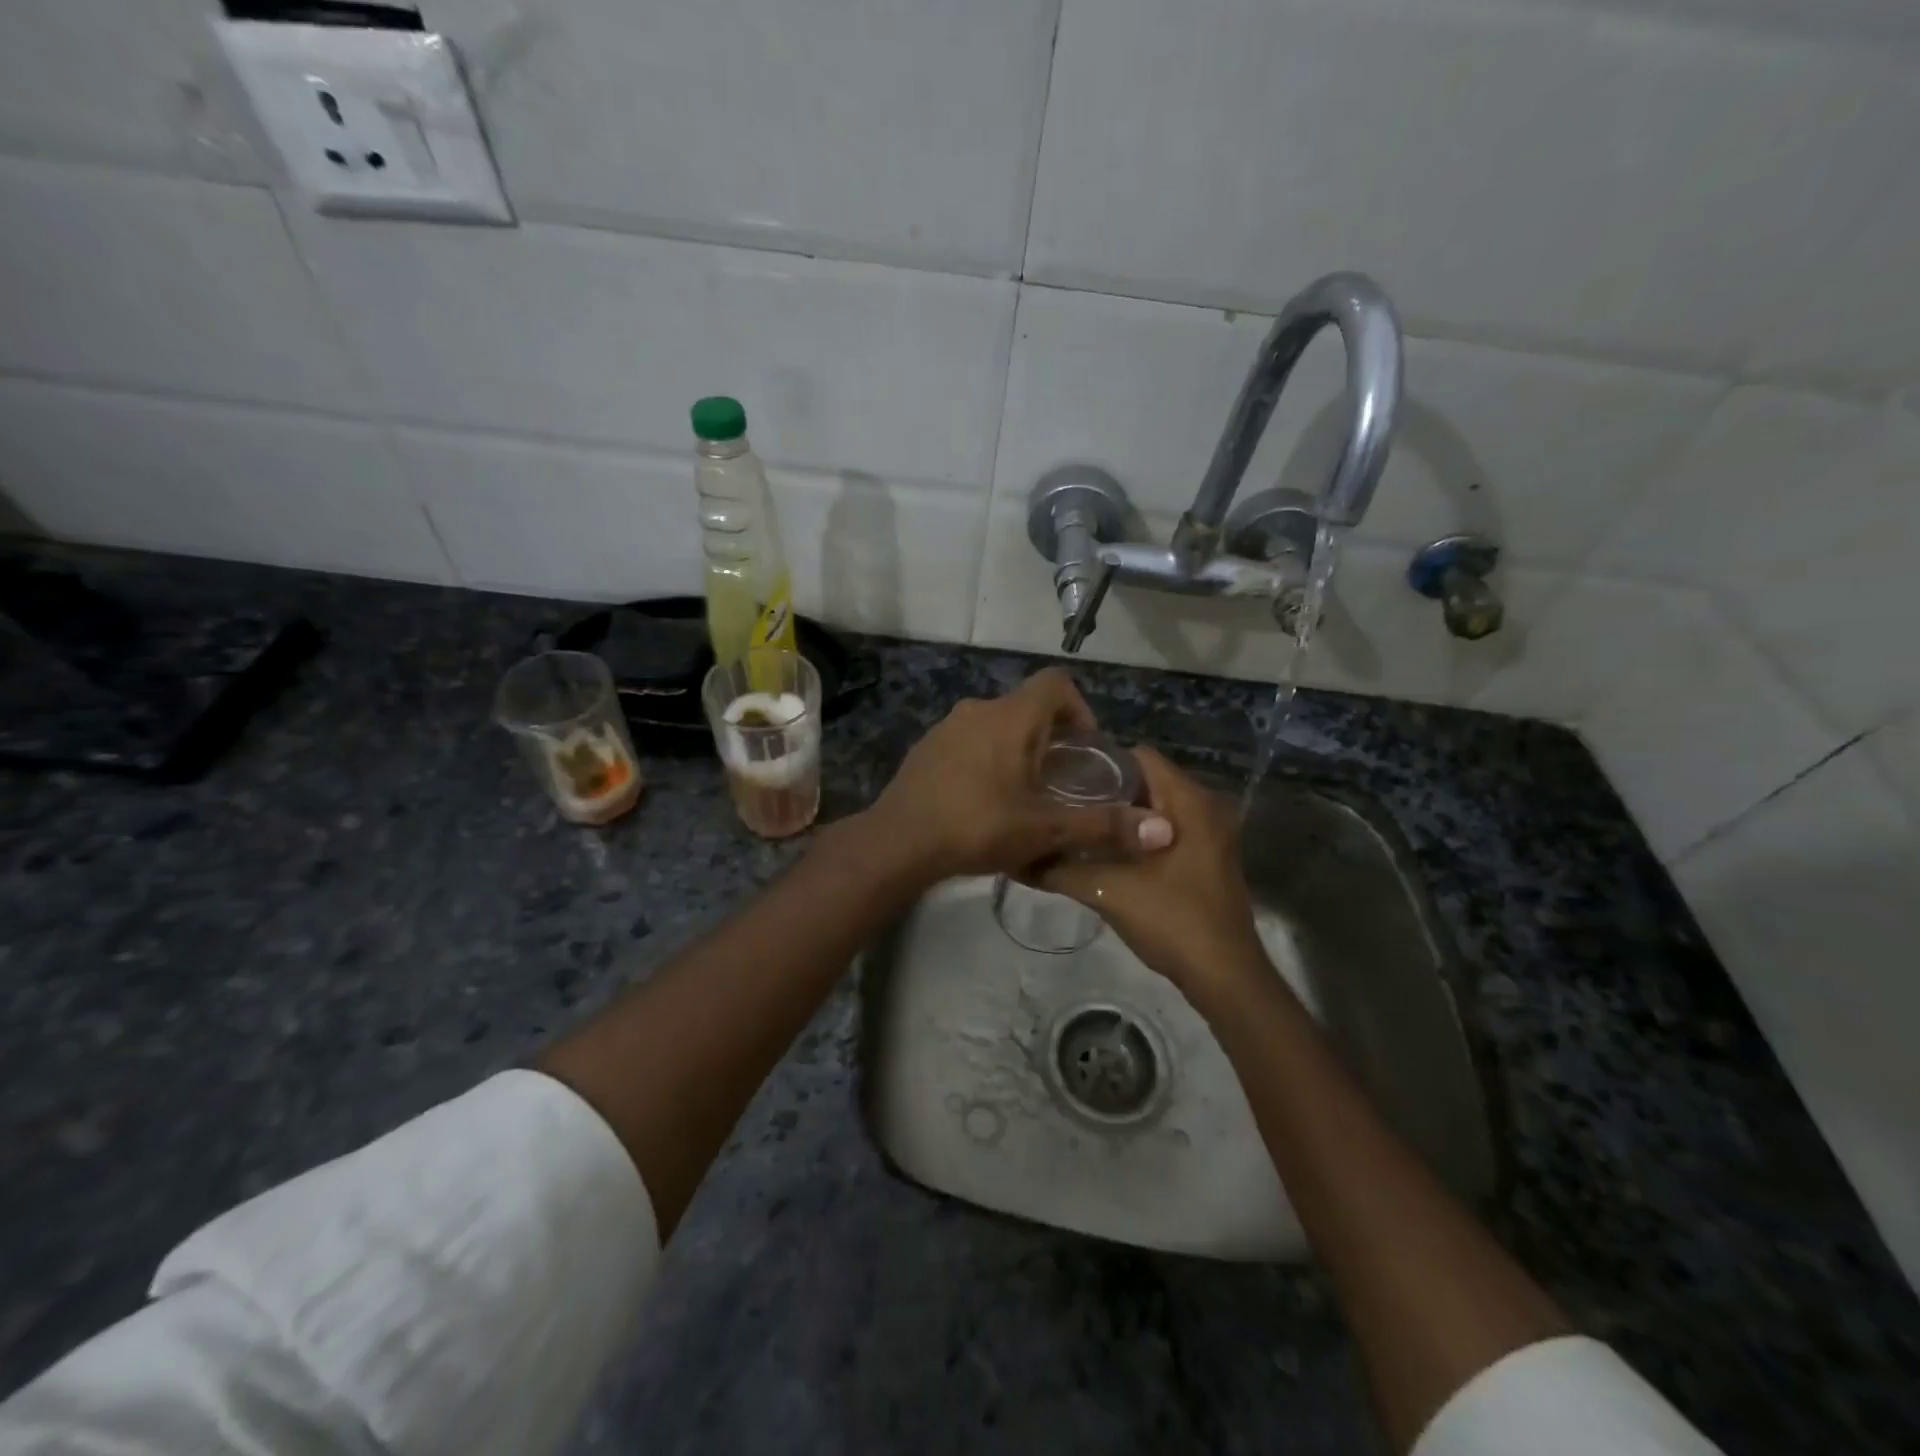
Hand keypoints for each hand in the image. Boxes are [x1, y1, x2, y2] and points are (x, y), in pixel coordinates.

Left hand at [866, 668, 1173, 885]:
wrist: (898, 842)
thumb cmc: (977, 826)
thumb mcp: (1045, 828)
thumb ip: (1103, 826)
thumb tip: (1163, 830)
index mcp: (1011, 716)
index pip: (1056, 683)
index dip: (1080, 709)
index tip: (1085, 749)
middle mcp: (979, 709)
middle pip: (1028, 707)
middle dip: (1051, 737)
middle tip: (1062, 780)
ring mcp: (947, 727)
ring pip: (996, 725)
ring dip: (1017, 749)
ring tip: (1026, 794)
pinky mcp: (926, 748)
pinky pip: (969, 741)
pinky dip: (986, 758)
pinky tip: (984, 800)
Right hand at [1037, 747, 1265, 1000]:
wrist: (1224, 976)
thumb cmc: (1173, 920)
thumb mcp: (1109, 891)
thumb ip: (1061, 868)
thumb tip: (1017, 856)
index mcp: (1189, 801)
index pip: (1138, 756)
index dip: (1098, 761)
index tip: (1062, 775)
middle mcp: (1205, 807)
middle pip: (1145, 780)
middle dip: (1103, 788)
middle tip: (1060, 800)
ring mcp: (1209, 833)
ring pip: (1154, 806)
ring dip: (1118, 814)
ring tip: (1074, 823)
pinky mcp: (1206, 857)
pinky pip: (1165, 828)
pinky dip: (1135, 833)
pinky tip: (1103, 851)